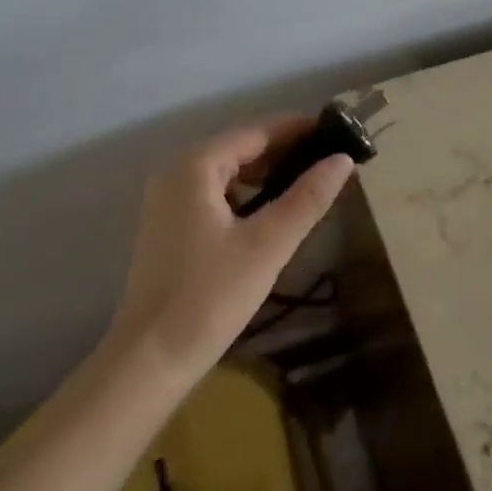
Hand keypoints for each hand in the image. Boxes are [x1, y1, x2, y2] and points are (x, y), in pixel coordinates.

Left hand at [110, 117, 353, 378]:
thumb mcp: (269, 244)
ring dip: (268, 174)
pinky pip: (216, 193)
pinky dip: (247, 195)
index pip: (258, 130)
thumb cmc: (210, 296)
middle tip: (332, 161)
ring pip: (229, 171)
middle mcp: (177, 170)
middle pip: (242, 147)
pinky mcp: (169, 224)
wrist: (148, 362)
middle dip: (287, 151)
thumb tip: (343, 159)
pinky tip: (274, 213)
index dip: (300, 129)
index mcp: (197, 164)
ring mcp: (168, 198)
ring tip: (311, 184)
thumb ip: (308, 197)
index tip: (339, 131)